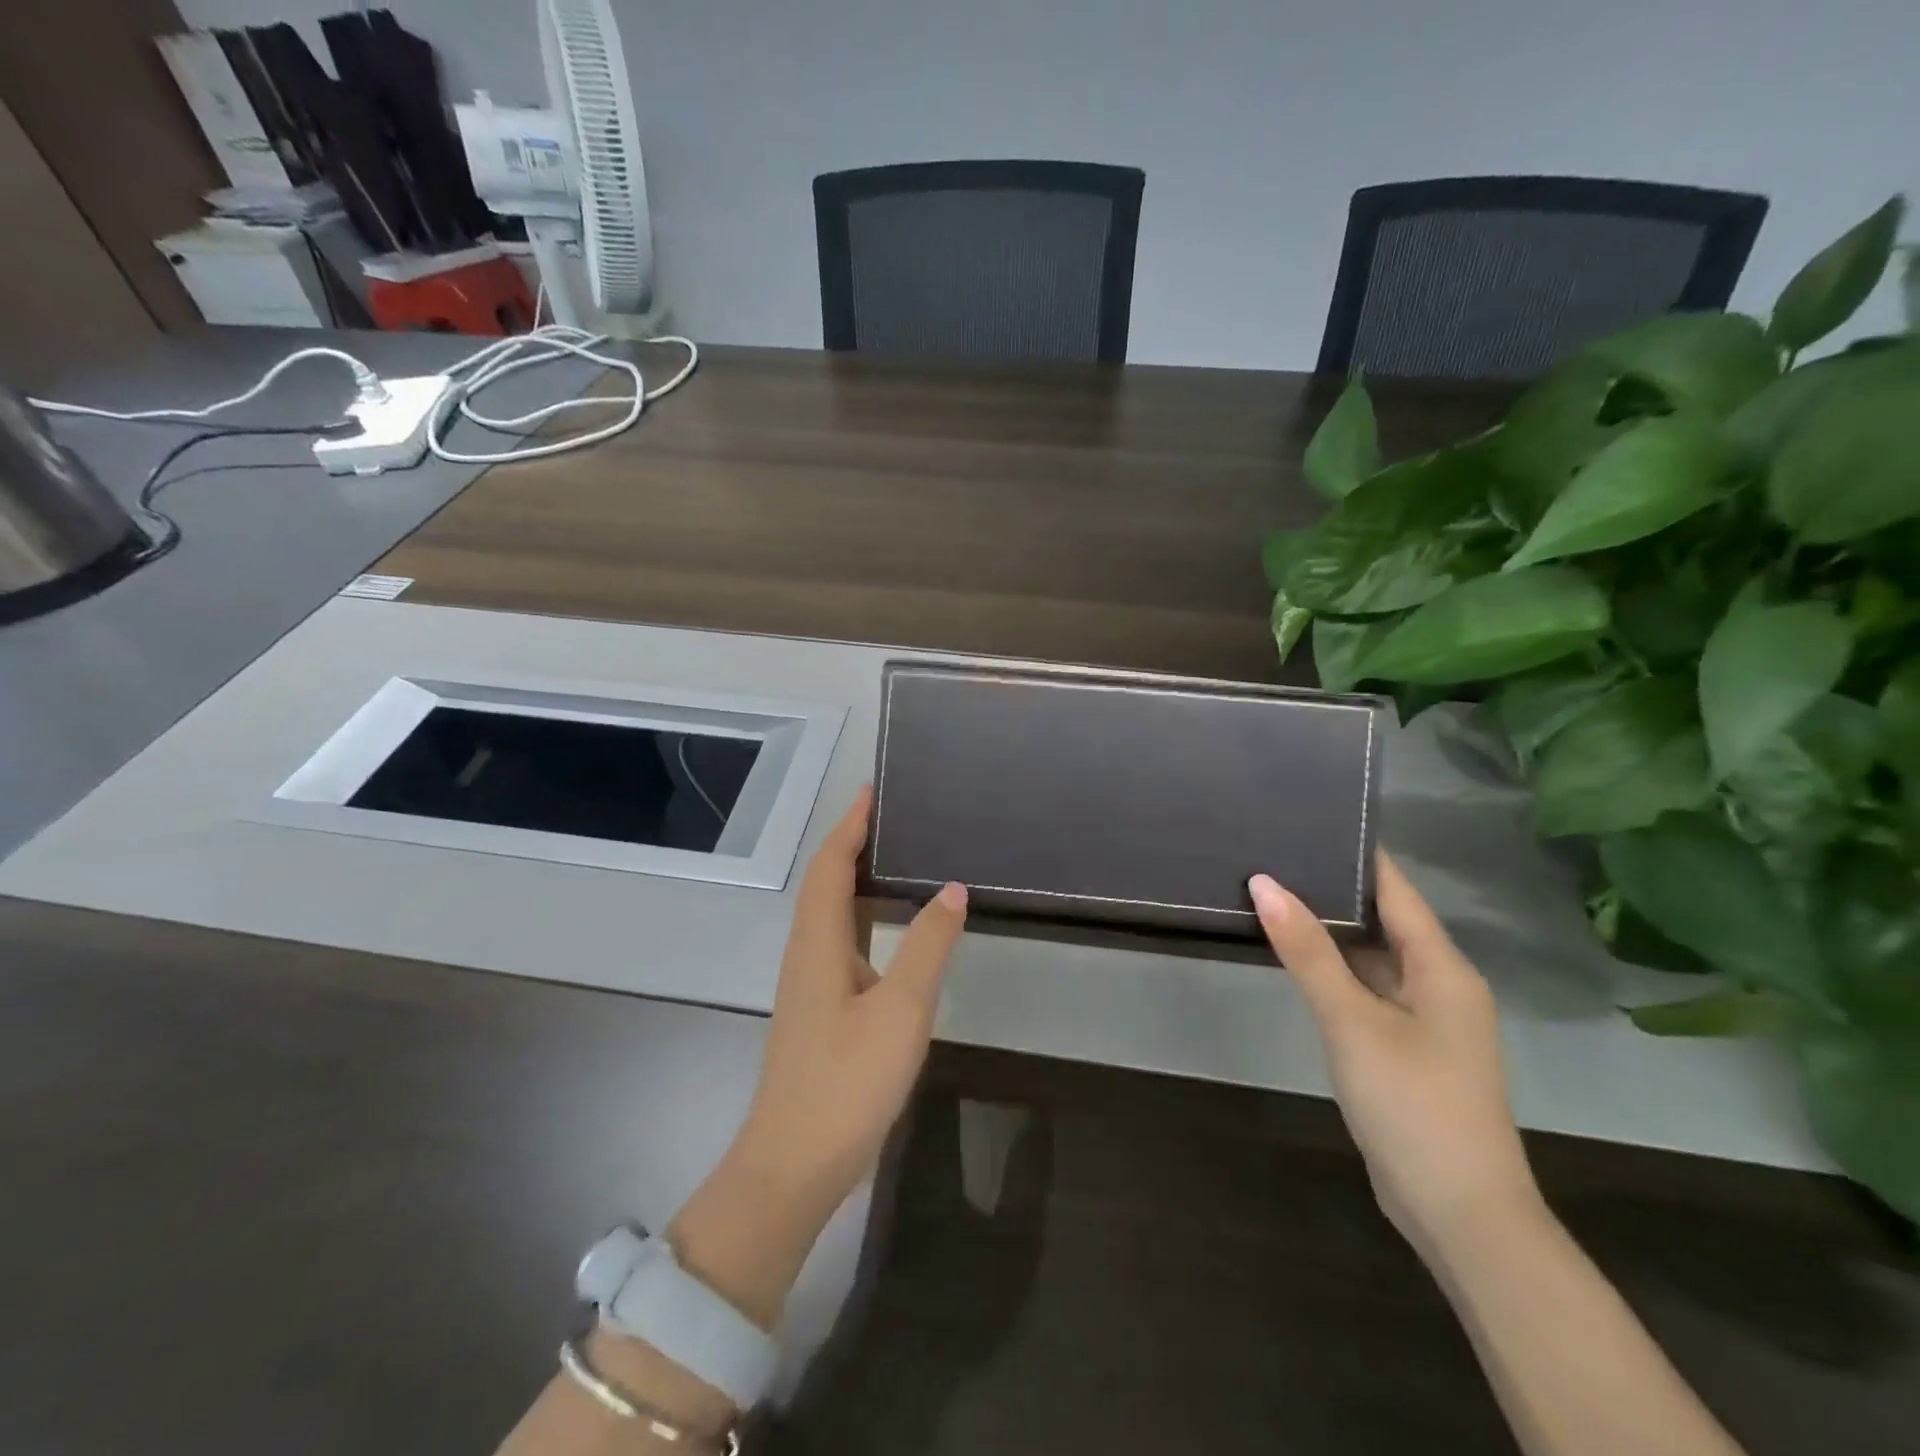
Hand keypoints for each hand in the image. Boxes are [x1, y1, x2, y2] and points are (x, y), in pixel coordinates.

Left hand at [669, 786, 967, 1327]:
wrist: (794, 1164)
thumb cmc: (847, 1081)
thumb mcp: (901, 1010)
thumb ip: (927, 946)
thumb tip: (952, 889)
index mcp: (818, 943)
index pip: (830, 866)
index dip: (850, 826)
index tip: (871, 791)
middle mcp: (806, 954)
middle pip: (823, 882)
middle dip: (850, 843)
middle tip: (889, 817)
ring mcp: (808, 985)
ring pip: (827, 913)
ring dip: (851, 877)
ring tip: (890, 857)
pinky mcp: (817, 1010)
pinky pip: (835, 940)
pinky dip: (856, 913)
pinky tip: (883, 929)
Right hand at [1249, 852, 1540, 1261]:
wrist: (1461, 1214)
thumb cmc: (1412, 1103)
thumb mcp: (1352, 1020)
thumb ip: (1307, 951)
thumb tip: (1264, 882)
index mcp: (1443, 967)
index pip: (1395, 889)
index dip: (1356, 854)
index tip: (1308, 819)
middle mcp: (1440, 983)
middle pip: (1383, 919)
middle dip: (1332, 890)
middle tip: (1272, 855)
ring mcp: (1425, 1019)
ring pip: (1372, 958)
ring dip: (1329, 933)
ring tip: (1272, 895)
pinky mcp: (1407, 1048)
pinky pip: (1367, 990)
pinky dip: (1334, 971)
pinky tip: (1294, 959)